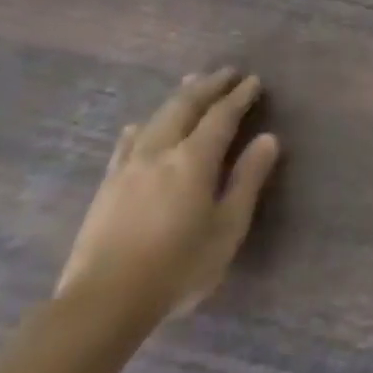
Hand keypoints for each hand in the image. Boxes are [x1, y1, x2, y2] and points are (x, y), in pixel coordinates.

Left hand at [57, 68, 280, 322]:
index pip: (221, 117)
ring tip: (191, 83)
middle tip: (227, 72)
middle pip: (184, 108)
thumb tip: (268, 138)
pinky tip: (139, 125)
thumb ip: (247, 179)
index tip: (254, 81)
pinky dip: (142, 126)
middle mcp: (159, 153)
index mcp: (193, 161)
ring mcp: (127, 167)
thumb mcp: (228, 226)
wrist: (104, 300)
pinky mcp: (107, 186)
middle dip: (207, 87)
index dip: (239, 97)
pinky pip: (127, 142)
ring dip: (178, 98)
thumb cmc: (179, 266)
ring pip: (155, 119)